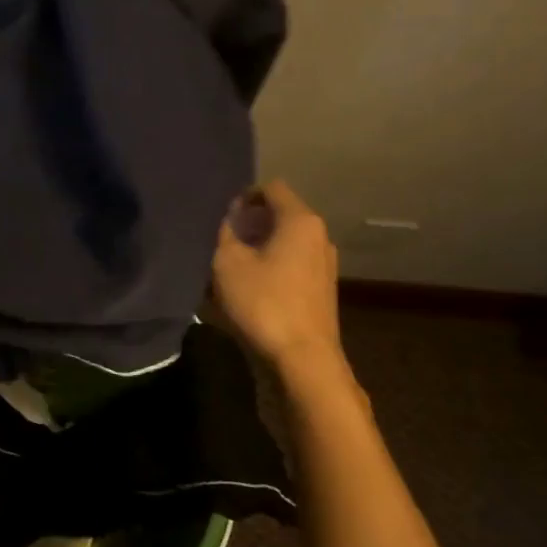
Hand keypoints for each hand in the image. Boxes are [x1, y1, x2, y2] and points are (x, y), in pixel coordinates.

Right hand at [210, 181, 344, 366]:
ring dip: (260, 244)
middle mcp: (319, 235)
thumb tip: (229, 220)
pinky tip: (251, 283)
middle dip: (250, 220)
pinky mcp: (322, 287)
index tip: (222, 214)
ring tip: (232, 261)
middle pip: (281, 213)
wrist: (302, 358)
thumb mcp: (228, 263)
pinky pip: (293, 260)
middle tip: (222, 236)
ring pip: (287, 239)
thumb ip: (225, 233)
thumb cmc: (264, 303)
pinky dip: (272, 262)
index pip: (272, 188)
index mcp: (301, 221)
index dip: (244, 194)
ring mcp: (325, 263)